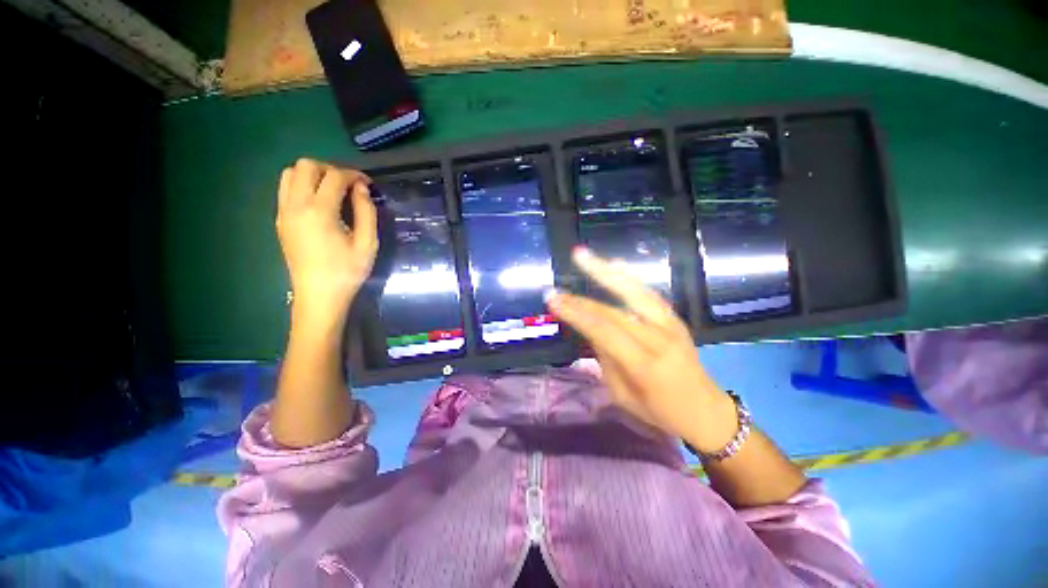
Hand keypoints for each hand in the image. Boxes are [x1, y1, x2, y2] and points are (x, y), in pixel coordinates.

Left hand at [276, 159, 376, 322]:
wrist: (319, 295)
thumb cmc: (348, 271)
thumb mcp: (368, 243)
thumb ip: (366, 212)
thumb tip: (362, 188)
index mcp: (320, 212)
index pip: (334, 177)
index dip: (354, 174)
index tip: (368, 183)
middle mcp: (296, 206)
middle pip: (306, 166)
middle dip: (331, 169)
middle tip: (349, 185)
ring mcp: (284, 212)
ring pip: (291, 173)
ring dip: (313, 175)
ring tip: (333, 190)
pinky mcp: (280, 220)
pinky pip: (286, 189)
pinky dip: (302, 185)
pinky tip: (319, 202)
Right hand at [546, 248, 737, 452]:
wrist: (706, 410)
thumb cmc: (660, 412)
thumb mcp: (623, 395)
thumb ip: (606, 359)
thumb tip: (590, 330)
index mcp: (644, 365)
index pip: (604, 331)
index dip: (576, 314)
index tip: (553, 301)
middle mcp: (659, 339)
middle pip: (615, 311)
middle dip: (582, 299)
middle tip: (558, 285)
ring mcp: (671, 325)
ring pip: (635, 291)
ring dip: (606, 272)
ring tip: (583, 256)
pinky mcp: (675, 318)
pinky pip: (649, 293)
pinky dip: (629, 277)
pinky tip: (615, 264)